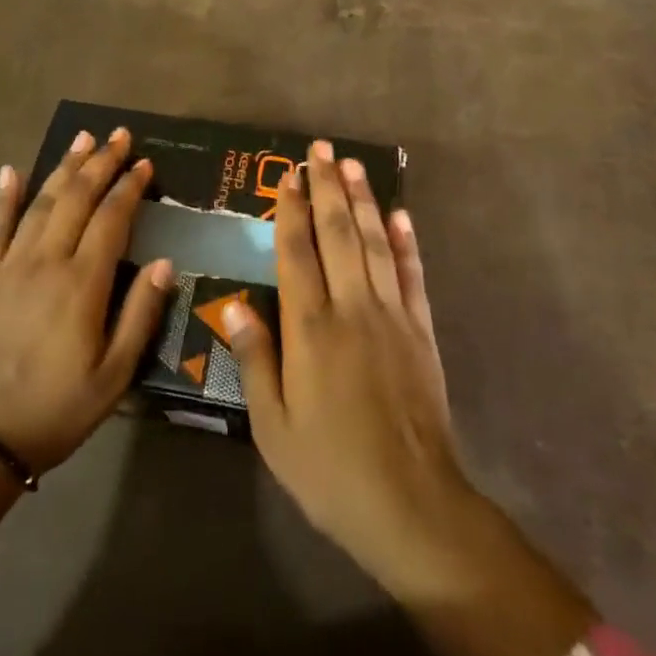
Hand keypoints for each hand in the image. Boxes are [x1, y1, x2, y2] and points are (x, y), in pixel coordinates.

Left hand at [0, 128, 174, 474]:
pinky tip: (13, 170)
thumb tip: (167, 262)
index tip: (145, 163)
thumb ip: (141, 315)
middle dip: (101, 162)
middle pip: (78, 199)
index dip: (130, 187)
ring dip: (64, 168)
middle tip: (119, 135)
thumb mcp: (114, 376)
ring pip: (41, 203)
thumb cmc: (55, 410)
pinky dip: (4, 197)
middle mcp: (46, 262)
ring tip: (82, 138)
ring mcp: (9, 266)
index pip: (112, 219)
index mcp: (83, 284)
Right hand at [223, 140, 475, 585]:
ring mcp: (392, 316)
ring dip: (363, 201)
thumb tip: (234, 306)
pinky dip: (405, 242)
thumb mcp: (274, 428)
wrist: (412, 505)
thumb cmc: (330, 470)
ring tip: (352, 166)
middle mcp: (352, 309)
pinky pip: (412, 275)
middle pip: (338, 234)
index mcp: (310, 329)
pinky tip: (400, 215)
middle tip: (320, 150)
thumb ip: (255, 361)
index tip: (288, 175)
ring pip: (375, 244)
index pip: (297, 252)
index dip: (290, 210)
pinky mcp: (421, 332)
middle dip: (327, 188)